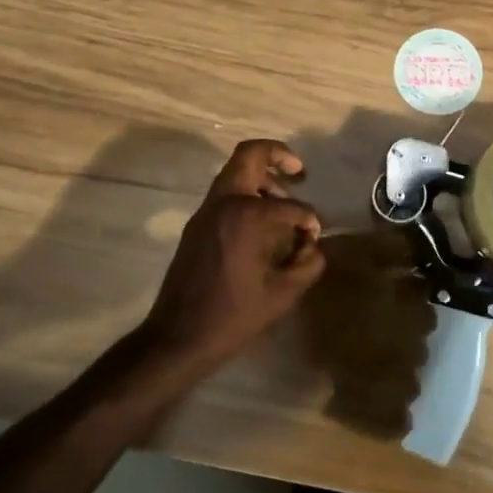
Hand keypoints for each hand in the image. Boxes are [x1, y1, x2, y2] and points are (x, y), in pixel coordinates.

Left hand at [142, 140, 325, 367]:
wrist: (178, 337)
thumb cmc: (233, 316)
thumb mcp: (283, 294)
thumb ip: (308, 263)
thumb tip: (312, 243)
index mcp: (246, 216)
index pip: (290, 204)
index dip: (309, 218)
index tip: (314, 236)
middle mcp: (224, 202)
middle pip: (250, 154)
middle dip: (278, 156)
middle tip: (299, 172)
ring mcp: (206, 211)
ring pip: (235, 171)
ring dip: (262, 175)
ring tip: (284, 200)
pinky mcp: (197, 224)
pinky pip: (225, 193)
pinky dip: (246, 194)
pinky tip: (262, 223)